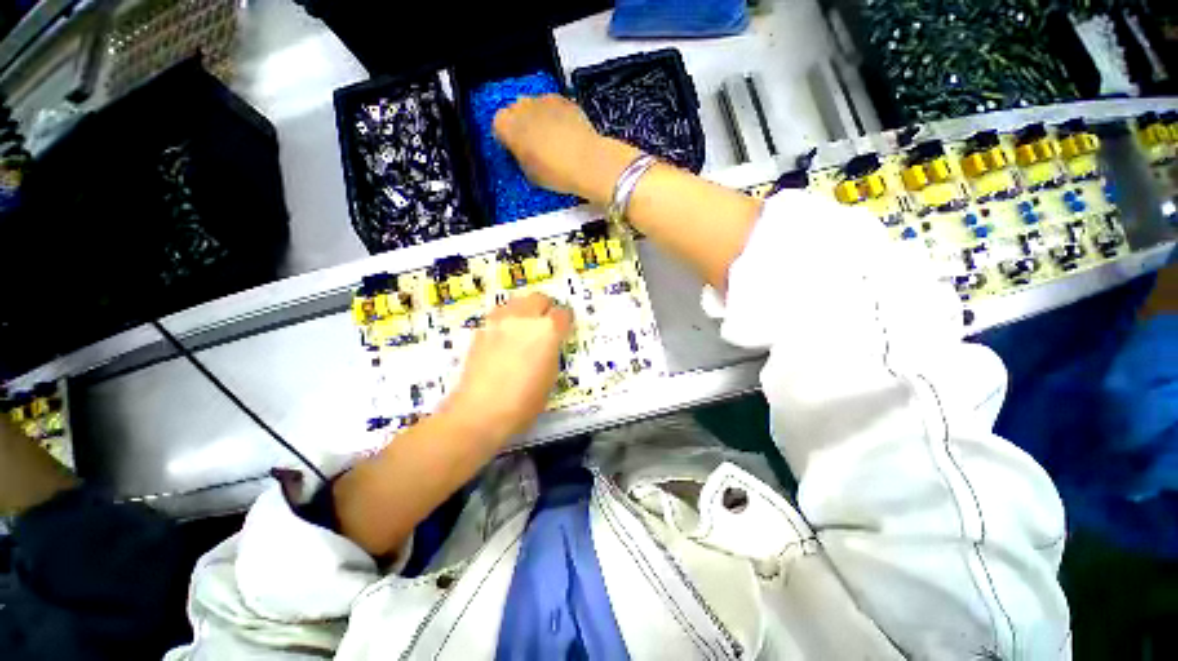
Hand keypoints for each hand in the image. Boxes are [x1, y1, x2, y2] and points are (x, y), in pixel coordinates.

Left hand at [443, 293, 572, 442]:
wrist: (480, 411)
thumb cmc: (524, 401)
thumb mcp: (551, 377)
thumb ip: (552, 352)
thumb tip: (549, 344)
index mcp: (548, 330)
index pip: (563, 313)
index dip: (566, 321)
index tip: (564, 329)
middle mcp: (525, 318)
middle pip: (539, 298)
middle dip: (546, 308)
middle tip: (546, 324)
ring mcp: (500, 320)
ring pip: (517, 300)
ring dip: (525, 309)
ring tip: (524, 326)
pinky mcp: (481, 328)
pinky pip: (499, 314)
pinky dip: (506, 318)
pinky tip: (504, 336)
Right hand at [494, 94, 638, 204]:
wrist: (588, 162)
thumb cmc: (556, 172)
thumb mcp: (530, 174)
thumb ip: (520, 157)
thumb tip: (522, 152)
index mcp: (508, 125)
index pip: (498, 125)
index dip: (507, 138)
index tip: (515, 150)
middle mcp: (522, 106)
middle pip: (515, 111)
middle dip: (522, 125)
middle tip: (533, 145)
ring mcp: (544, 99)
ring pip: (534, 106)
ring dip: (538, 119)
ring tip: (551, 140)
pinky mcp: (564, 100)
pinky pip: (553, 106)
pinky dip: (556, 116)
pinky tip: (565, 134)